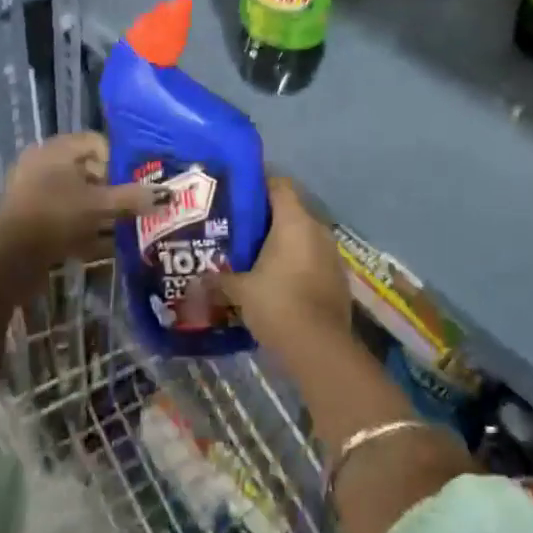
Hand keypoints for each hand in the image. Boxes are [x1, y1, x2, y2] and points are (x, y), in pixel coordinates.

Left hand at [0, 133, 157, 268]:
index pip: (97, 142)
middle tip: (131, 206)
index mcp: (56, 149)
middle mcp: (43, 163)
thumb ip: (133, 198)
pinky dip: (83, 225)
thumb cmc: (54, 218)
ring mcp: (34, 190)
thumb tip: (167, 195)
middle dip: (112, 188)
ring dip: (99, 209)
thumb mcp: (98, 206)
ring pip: (77, 194)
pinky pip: (65, 214)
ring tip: (120, 226)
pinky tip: (101, 243)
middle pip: (89, 169)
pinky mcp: (31, 217)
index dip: (118, 162)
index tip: (132, 184)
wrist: (8, 261)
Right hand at [216, 178, 351, 346]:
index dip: (260, 185)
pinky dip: (297, 263)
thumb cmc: (277, 304)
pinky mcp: (338, 277)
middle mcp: (317, 229)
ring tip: (256, 255)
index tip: (239, 194)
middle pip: (291, 211)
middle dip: (267, 219)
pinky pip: (313, 259)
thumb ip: (218, 280)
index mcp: (294, 221)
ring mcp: (331, 254)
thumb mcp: (240, 291)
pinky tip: (278, 280)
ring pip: (303, 237)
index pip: (279, 185)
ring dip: (284, 243)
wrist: (319, 348)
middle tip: (240, 228)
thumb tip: (195, 280)